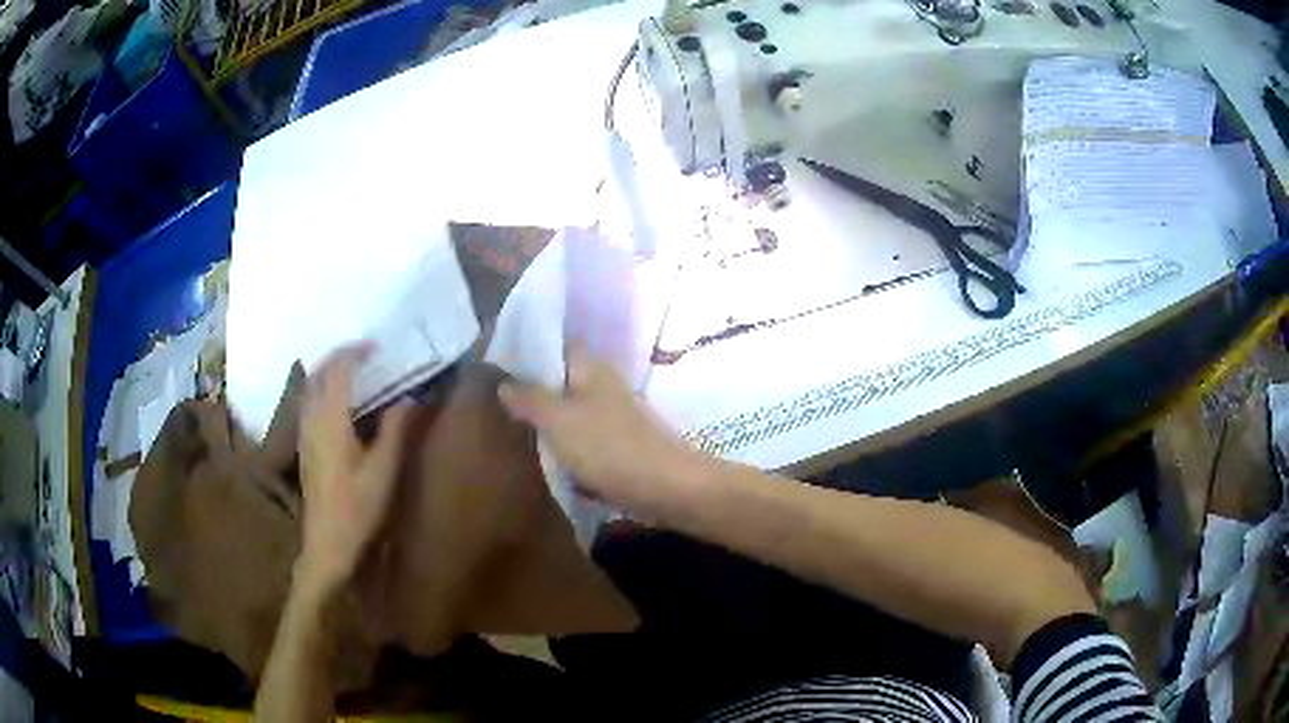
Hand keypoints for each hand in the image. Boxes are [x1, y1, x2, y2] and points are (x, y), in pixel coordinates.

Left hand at [296, 344, 412, 594]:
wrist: (328, 542)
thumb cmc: (358, 507)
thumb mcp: (384, 469)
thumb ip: (395, 428)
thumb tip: (409, 397)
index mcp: (331, 418)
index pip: (338, 370)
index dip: (355, 351)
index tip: (377, 344)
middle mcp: (311, 418)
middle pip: (317, 373)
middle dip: (338, 356)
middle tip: (364, 353)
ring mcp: (304, 433)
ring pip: (310, 387)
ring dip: (328, 372)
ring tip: (353, 372)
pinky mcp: (304, 446)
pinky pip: (309, 403)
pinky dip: (322, 389)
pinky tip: (339, 402)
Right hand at [497, 345, 706, 514]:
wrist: (664, 488)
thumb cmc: (608, 447)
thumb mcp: (558, 420)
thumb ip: (529, 399)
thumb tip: (504, 383)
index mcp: (591, 367)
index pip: (557, 344)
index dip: (529, 349)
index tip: (498, 362)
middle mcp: (603, 385)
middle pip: (561, 379)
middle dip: (532, 388)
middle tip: (495, 398)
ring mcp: (612, 416)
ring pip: (570, 410)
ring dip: (547, 419)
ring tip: (511, 425)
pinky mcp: (617, 445)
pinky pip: (581, 438)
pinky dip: (563, 444)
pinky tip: (543, 454)